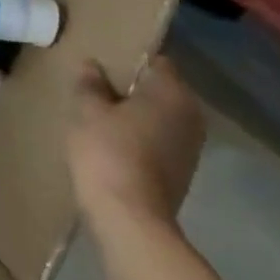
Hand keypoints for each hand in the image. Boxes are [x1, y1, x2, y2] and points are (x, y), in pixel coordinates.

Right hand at [68, 57, 205, 233]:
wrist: (130, 218)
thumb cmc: (108, 152)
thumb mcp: (88, 111)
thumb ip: (90, 84)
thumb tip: (92, 65)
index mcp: (172, 93)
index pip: (157, 62)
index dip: (130, 60)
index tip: (104, 64)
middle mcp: (190, 115)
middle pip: (160, 90)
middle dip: (133, 88)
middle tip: (97, 89)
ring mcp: (191, 146)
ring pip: (161, 116)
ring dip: (137, 114)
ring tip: (102, 116)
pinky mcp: (183, 171)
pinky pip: (160, 140)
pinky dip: (141, 137)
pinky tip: (114, 144)